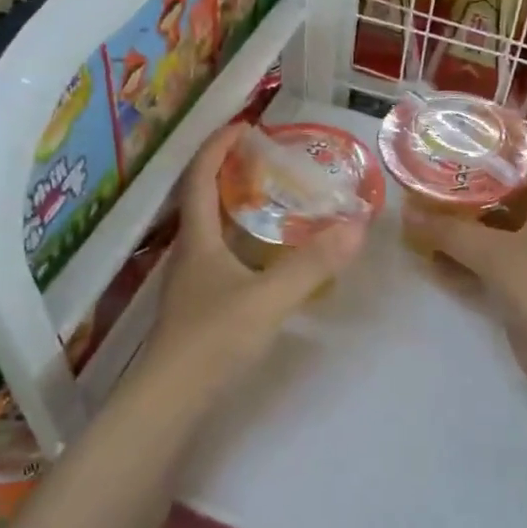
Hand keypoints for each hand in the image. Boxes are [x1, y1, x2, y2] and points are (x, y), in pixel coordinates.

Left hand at [142, 124, 365, 397]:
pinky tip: (265, 257)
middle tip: (269, 160)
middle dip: (230, 171)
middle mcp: (188, 254)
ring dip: (235, 207)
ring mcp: (190, 283)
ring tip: (273, 200)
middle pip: (202, 199)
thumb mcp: (268, 298)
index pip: (199, 176)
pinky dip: (241, 241)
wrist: (170, 403)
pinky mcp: (198, 308)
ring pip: (211, 231)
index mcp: (197, 240)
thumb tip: (357, 225)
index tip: (246, 124)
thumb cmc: (212, 340)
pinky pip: (220, 257)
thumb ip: (312, 264)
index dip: (218, 146)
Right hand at [402, 151, 526, 365]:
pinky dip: (459, 263)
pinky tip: (429, 260)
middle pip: (506, 198)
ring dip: (461, 228)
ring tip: (423, 214)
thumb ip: (450, 232)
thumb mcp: (494, 252)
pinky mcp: (516, 292)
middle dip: (472, 188)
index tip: (476, 134)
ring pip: (491, 235)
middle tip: (434, 175)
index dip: (513, 144)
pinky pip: (482, 268)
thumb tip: (407, 212)